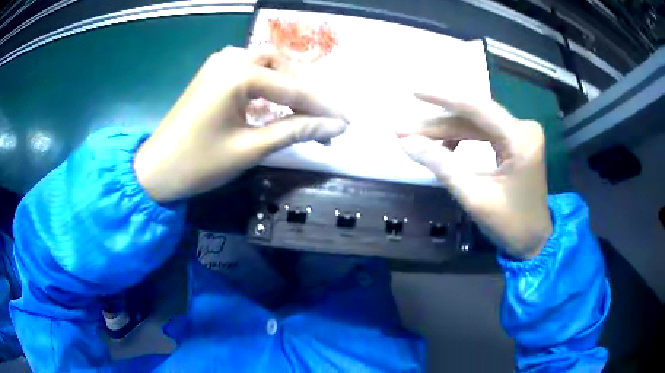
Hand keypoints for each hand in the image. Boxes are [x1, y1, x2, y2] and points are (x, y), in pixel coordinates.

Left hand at [134, 47, 346, 201]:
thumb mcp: (251, 149)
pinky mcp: (212, 73)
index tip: (346, 123)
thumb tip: (335, 126)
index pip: (293, 89)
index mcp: (238, 75)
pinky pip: (249, 69)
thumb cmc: (199, 164)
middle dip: (306, 90)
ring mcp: (218, 63)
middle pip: (282, 65)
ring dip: (288, 82)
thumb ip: (295, 131)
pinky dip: (268, 82)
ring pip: (266, 63)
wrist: (156, 171)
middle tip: (322, 117)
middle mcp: (230, 59)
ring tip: (303, 109)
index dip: (322, 108)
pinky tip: (275, 100)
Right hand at [398, 92, 551, 258]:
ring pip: (477, 123)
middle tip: (403, 130)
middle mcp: (523, 128)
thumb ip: (442, 166)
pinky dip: (462, 137)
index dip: (442, 98)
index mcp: (520, 140)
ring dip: (447, 130)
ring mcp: (522, 133)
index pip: (477, 108)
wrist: (535, 239)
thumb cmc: (511, 225)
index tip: (414, 92)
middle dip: (438, 123)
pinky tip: (445, 146)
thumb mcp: (474, 198)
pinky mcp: (518, 141)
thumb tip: (407, 142)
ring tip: (417, 138)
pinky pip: (484, 132)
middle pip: (474, 116)